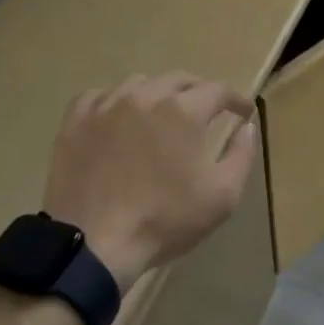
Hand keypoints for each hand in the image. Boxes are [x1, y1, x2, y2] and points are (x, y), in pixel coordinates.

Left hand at [42, 72, 257, 291]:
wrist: (93, 245)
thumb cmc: (164, 221)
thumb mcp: (222, 196)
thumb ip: (242, 155)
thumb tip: (247, 127)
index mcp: (183, 110)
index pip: (218, 90)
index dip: (236, 99)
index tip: (244, 112)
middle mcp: (145, 96)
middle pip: (179, 79)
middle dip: (199, 91)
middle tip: (207, 111)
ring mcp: (106, 105)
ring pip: (139, 84)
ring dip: (158, 93)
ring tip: (161, 114)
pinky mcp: (76, 122)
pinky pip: (99, 96)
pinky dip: (114, 101)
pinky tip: (117, 118)